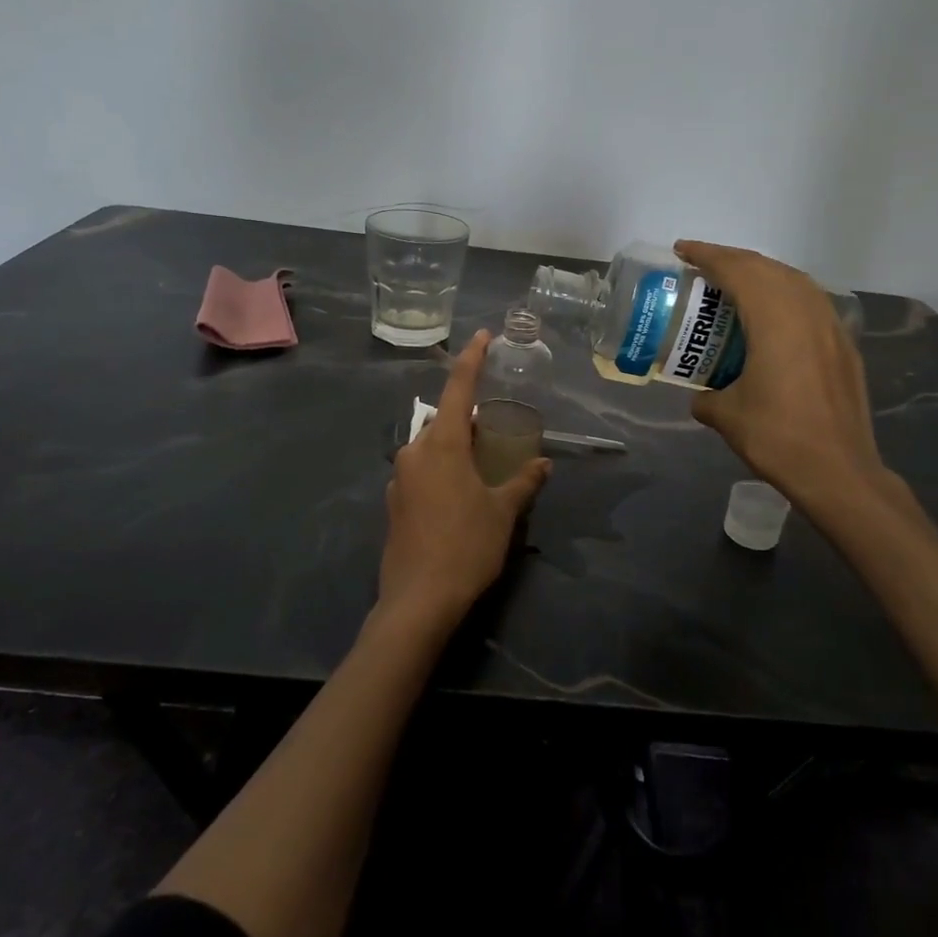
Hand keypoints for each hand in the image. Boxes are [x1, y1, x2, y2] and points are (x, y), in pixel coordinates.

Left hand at [378, 331, 550, 636]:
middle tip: (496, 431)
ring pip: (431, 447)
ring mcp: (399, 477)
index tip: (482, 336)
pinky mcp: (393, 502)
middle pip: (444, 420)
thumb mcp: (503, 512)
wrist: (418, 601)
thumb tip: (544, 463)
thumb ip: (524, 481)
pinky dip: (441, 470)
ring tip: (481, 467)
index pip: (459, 388)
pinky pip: (421, 471)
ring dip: (455, 447)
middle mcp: (414, 451)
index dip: (472, 359)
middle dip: (469, 419)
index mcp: (442, 444)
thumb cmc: (466, 546)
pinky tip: (458, 497)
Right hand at [674, 240, 901, 530]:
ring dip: (762, 274)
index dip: (707, 255)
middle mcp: (807, 312)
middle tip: (702, 266)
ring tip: (734, 284)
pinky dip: (785, 295)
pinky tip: (772, 316)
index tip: (682, 251)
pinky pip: (811, 303)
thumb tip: (701, 396)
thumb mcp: (727, 416)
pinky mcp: (844, 346)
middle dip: (733, 260)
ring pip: (795, 281)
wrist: (839, 472)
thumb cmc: (778, 438)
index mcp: (775, 320)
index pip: (738, 270)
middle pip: (767, 268)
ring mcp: (831, 327)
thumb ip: (707, 397)